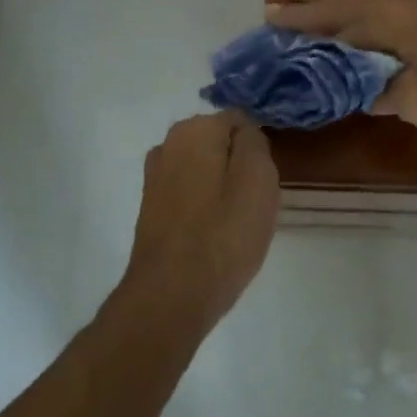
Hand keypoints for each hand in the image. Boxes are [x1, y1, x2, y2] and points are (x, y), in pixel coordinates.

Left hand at [122, 112, 280, 331]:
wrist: (171, 296)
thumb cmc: (223, 234)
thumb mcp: (259, 178)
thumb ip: (254, 142)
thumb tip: (244, 133)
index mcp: (195, 129)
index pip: (240, 121)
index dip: (258, 149)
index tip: (265, 181)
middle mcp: (168, 143)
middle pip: (220, 144)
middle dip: (239, 167)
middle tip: (254, 203)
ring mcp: (155, 176)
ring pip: (205, 170)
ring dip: (222, 188)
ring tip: (235, 223)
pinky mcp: (151, 206)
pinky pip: (190, 193)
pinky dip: (204, 207)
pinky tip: (213, 235)